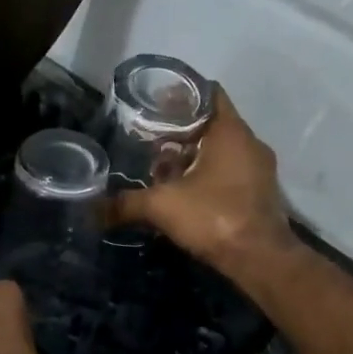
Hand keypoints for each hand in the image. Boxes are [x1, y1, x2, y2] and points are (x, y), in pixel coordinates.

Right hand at [109, 91, 298, 273]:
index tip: (154, 102)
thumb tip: (91, 210)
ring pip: (220, 150)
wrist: (261, 260)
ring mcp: (258, 169)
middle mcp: (249, 143)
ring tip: (160, 169)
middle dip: (179, 131)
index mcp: (230, 131)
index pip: (208, 93)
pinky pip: (229, 172)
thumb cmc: (214, 217)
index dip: (180, 94)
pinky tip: (182, 193)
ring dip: (192, 156)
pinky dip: (206, 175)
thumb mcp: (162, 206)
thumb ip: (126, 203)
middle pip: (211, 123)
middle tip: (148, 140)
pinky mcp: (259, 193)